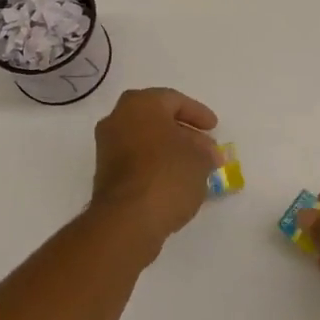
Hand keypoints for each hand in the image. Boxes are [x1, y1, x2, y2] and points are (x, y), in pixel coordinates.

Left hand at [88, 87, 219, 250]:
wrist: (127, 219)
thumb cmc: (167, 175)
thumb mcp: (200, 159)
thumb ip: (205, 151)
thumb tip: (207, 153)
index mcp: (141, 104)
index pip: (174, 100)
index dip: (198, 114)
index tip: (214, 128)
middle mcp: (118, 118)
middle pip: (157, 120)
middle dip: (184, 133)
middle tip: (206, 148)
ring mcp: (107, 146)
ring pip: (146, 140)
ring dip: (170, 150)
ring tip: (195, 167)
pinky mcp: (105, 173)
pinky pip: (136, 160)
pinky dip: (155, 165)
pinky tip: (175, 181)